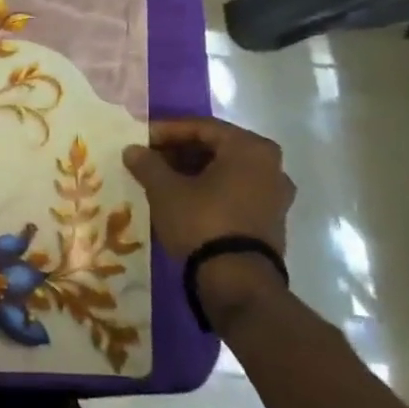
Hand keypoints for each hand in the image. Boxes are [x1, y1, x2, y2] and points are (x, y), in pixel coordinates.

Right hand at [122, 117, 293, 291]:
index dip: (167, 131)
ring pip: (226, 171)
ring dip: (193, 171)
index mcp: (250, 149)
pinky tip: (182, 199)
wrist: (236, 280)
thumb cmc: (202, 222)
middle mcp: (271, 166)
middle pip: (217, 148)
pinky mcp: (271, 220)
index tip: (140, 139)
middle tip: (149, 158)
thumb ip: (147, 164)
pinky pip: (235, 192)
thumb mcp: (164, 190)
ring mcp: (275, 195)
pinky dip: (209, 189)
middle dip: (180, 151)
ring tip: (161, 179)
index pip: (202, 127)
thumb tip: (132, 150)